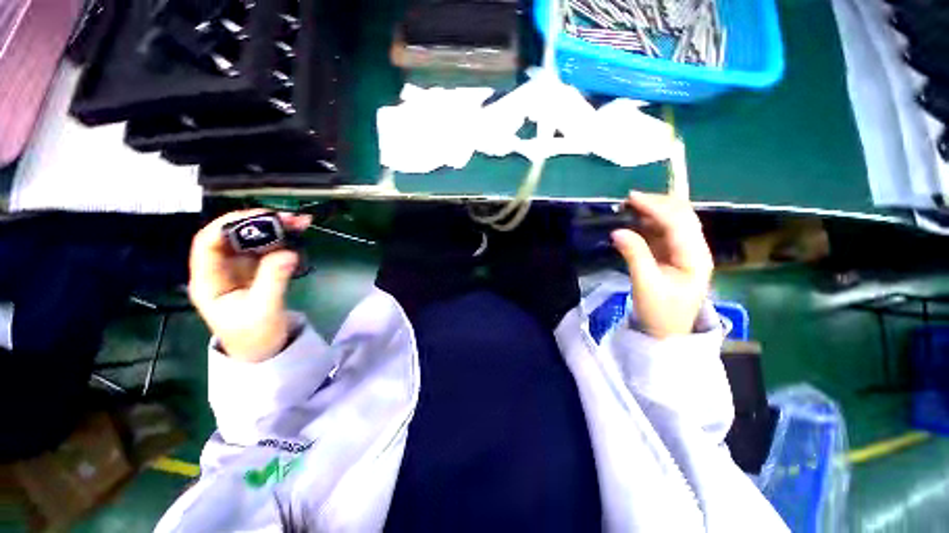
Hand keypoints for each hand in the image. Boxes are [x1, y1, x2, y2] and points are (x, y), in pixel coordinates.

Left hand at [189, 210, 311, 361]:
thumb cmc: (255, 336)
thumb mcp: (264, 310)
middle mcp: (221, 269)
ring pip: (253, 240)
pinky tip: (298, 233)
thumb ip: (273, 280)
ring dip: (276, 228)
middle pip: (234, 237)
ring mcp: (240, 269)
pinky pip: (268, 249)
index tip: (258, 218)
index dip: (228, 226)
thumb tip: (288, 252)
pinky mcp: (258, 271)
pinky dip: (283, 239)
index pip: (208, 244)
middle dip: (260, 223)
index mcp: (209, 281)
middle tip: (289, 218)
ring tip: (300, 222)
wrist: (265, 351)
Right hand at [611, 192, 712, 338]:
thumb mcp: (645, 284)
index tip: (631, 198)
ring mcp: (685, 251)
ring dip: (652, 212)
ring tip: (628, 208)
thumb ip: (634, 255)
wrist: (666, 333)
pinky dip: (649, 223)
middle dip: (657, 204)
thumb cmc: (659, 313)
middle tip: (628, 201)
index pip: (679, 222)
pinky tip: (634, 221)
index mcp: (695, 257)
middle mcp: (695, 249)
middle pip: (682, 216)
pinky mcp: (673, 255)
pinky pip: (663, 232)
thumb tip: (617, 231)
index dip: (656, 206)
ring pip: (673, 222)